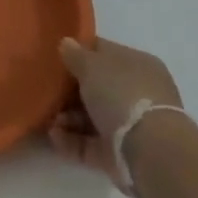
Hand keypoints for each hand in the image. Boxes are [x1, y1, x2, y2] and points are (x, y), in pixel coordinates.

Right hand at [48, 37, 184, 190]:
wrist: (150, 152)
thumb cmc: (121, 95)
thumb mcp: (92, 65)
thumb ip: (75, 54)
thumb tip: (67, 44)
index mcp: (137, 64)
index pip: (104, 52)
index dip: (79, 53)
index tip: (54, 58)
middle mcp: (137, 93)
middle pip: (96, 87)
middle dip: (69, 91)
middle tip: (46, 91)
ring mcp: (130, 125)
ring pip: (91, 117)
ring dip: (67, 118)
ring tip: (50, 120)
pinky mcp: (121, 153)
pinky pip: (90, 143)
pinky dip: (71, 140)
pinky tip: (54, 137)